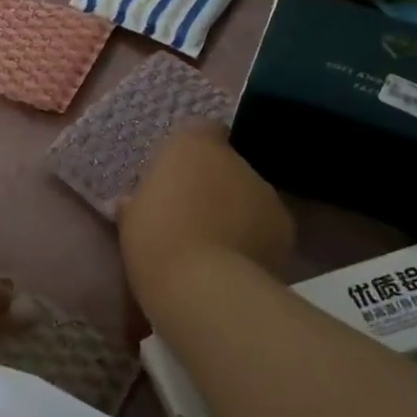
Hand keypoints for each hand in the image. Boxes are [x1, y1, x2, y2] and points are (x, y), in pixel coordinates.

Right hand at [119, 125, 294, 298]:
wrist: (205, 286)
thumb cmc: (156, 241)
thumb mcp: (130, 221)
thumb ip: (136, 203)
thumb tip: (132, 203)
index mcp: (191, 146)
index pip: (201, 130)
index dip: (193, 152)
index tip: (178, 176)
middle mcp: (233, 159)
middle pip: (226, 165)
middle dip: (214, 185)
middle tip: (192, 215)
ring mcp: (264, 191)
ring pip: (249, 194)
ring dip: (237, 211)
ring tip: (217, 245)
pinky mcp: (285, 226)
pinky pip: (265, 224)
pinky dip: (255, 236)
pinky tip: (238, 262)